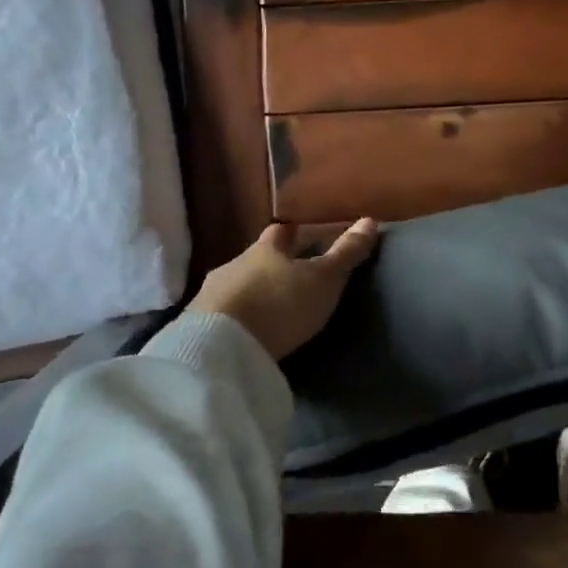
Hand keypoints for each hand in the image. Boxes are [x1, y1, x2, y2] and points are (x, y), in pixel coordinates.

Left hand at [189, 219, 379, 359]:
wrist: (220, 348)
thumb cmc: (279, 304)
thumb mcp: (323, 280)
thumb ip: (346, 253)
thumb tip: (371, 220)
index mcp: (266, 249)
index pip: (280, 231)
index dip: (292, 231)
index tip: (300, 231)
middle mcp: (235, 264)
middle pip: (255, 259)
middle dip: (269, 265)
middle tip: (287, 275)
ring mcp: (210, 295)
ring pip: (235, 286)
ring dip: (249, 293)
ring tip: (266, 310)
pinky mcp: (197, 327)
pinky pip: (219, 315)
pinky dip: (234, 319)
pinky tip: (243, 332)